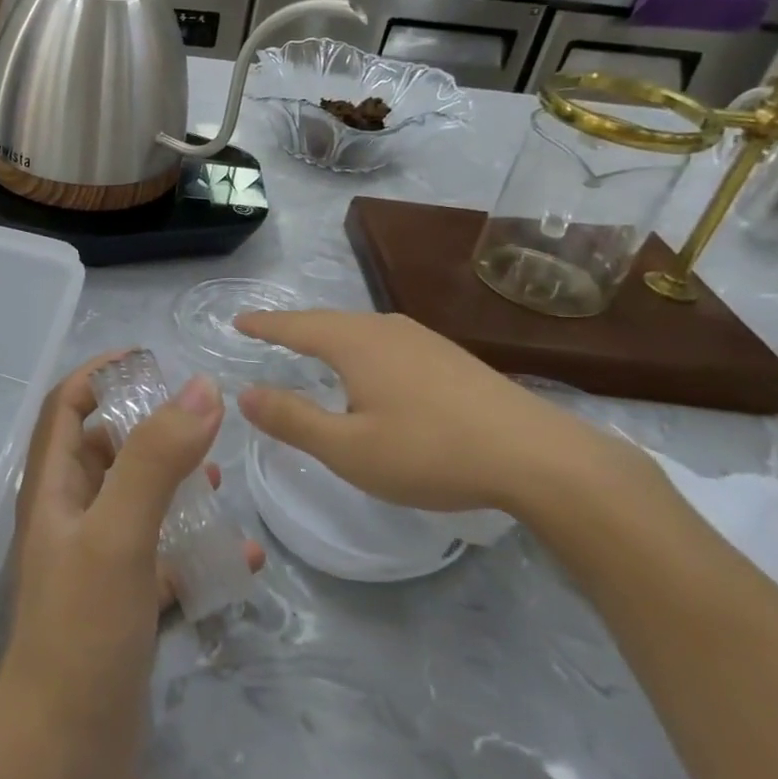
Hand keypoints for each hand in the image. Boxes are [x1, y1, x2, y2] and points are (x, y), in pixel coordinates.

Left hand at [0, 357, 262, 778]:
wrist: (62, 753)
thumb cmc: (81, 630)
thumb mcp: (119, 532)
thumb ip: (156, 459)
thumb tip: (200, 388)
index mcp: (54, 487)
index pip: (67, 405)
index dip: (100, 374)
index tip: (151, 360)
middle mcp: (70, 514)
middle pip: (106, 450)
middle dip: (151, 430)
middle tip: (203, 425)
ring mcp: (96, 560)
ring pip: (138, 503)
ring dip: (177, 486)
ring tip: (222, 485)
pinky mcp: (122, 602)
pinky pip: (163, 559)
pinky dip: (196, 551)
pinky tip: (242, 562)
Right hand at [236, 311, 638, 516]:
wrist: (539, 457)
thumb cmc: (431, 452)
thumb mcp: (349, 449)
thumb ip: (293, 420)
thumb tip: (245, 393)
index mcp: (355, 343)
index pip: (295, 326)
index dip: (264, 325)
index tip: (238, 320)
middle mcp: (386, 329)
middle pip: (327, 321)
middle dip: (294, 327)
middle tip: (266, 334)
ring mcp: (423, 339)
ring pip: (360, 329)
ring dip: (328, 336)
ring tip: (310, 348)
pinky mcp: (449, 356)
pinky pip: (386, 341)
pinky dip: (359, 347)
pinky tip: (371, 369)